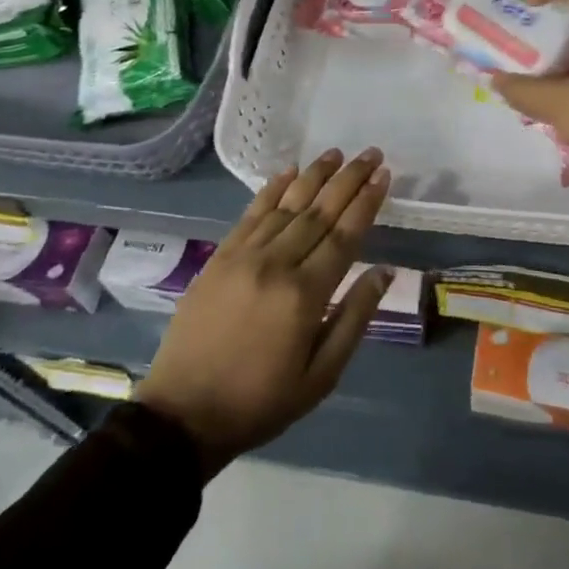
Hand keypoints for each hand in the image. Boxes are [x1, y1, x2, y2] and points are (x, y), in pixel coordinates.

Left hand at [136, 148, 392, 477]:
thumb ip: (354, 317)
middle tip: (371, 153)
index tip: (384, 174)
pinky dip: (273, 189)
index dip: (367, 202)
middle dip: (349, 179)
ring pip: (287, 204)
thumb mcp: (321, 376)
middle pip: (320, 211)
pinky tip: (289, 172)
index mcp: (305, 294)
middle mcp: (277, 264)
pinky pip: (251, 213)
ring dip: (315, 175)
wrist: (183, 415)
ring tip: (337, 153)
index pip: (345, 234)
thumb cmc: (261, 401)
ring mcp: (244, 256)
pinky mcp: (220, 256)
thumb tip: (385, 271)